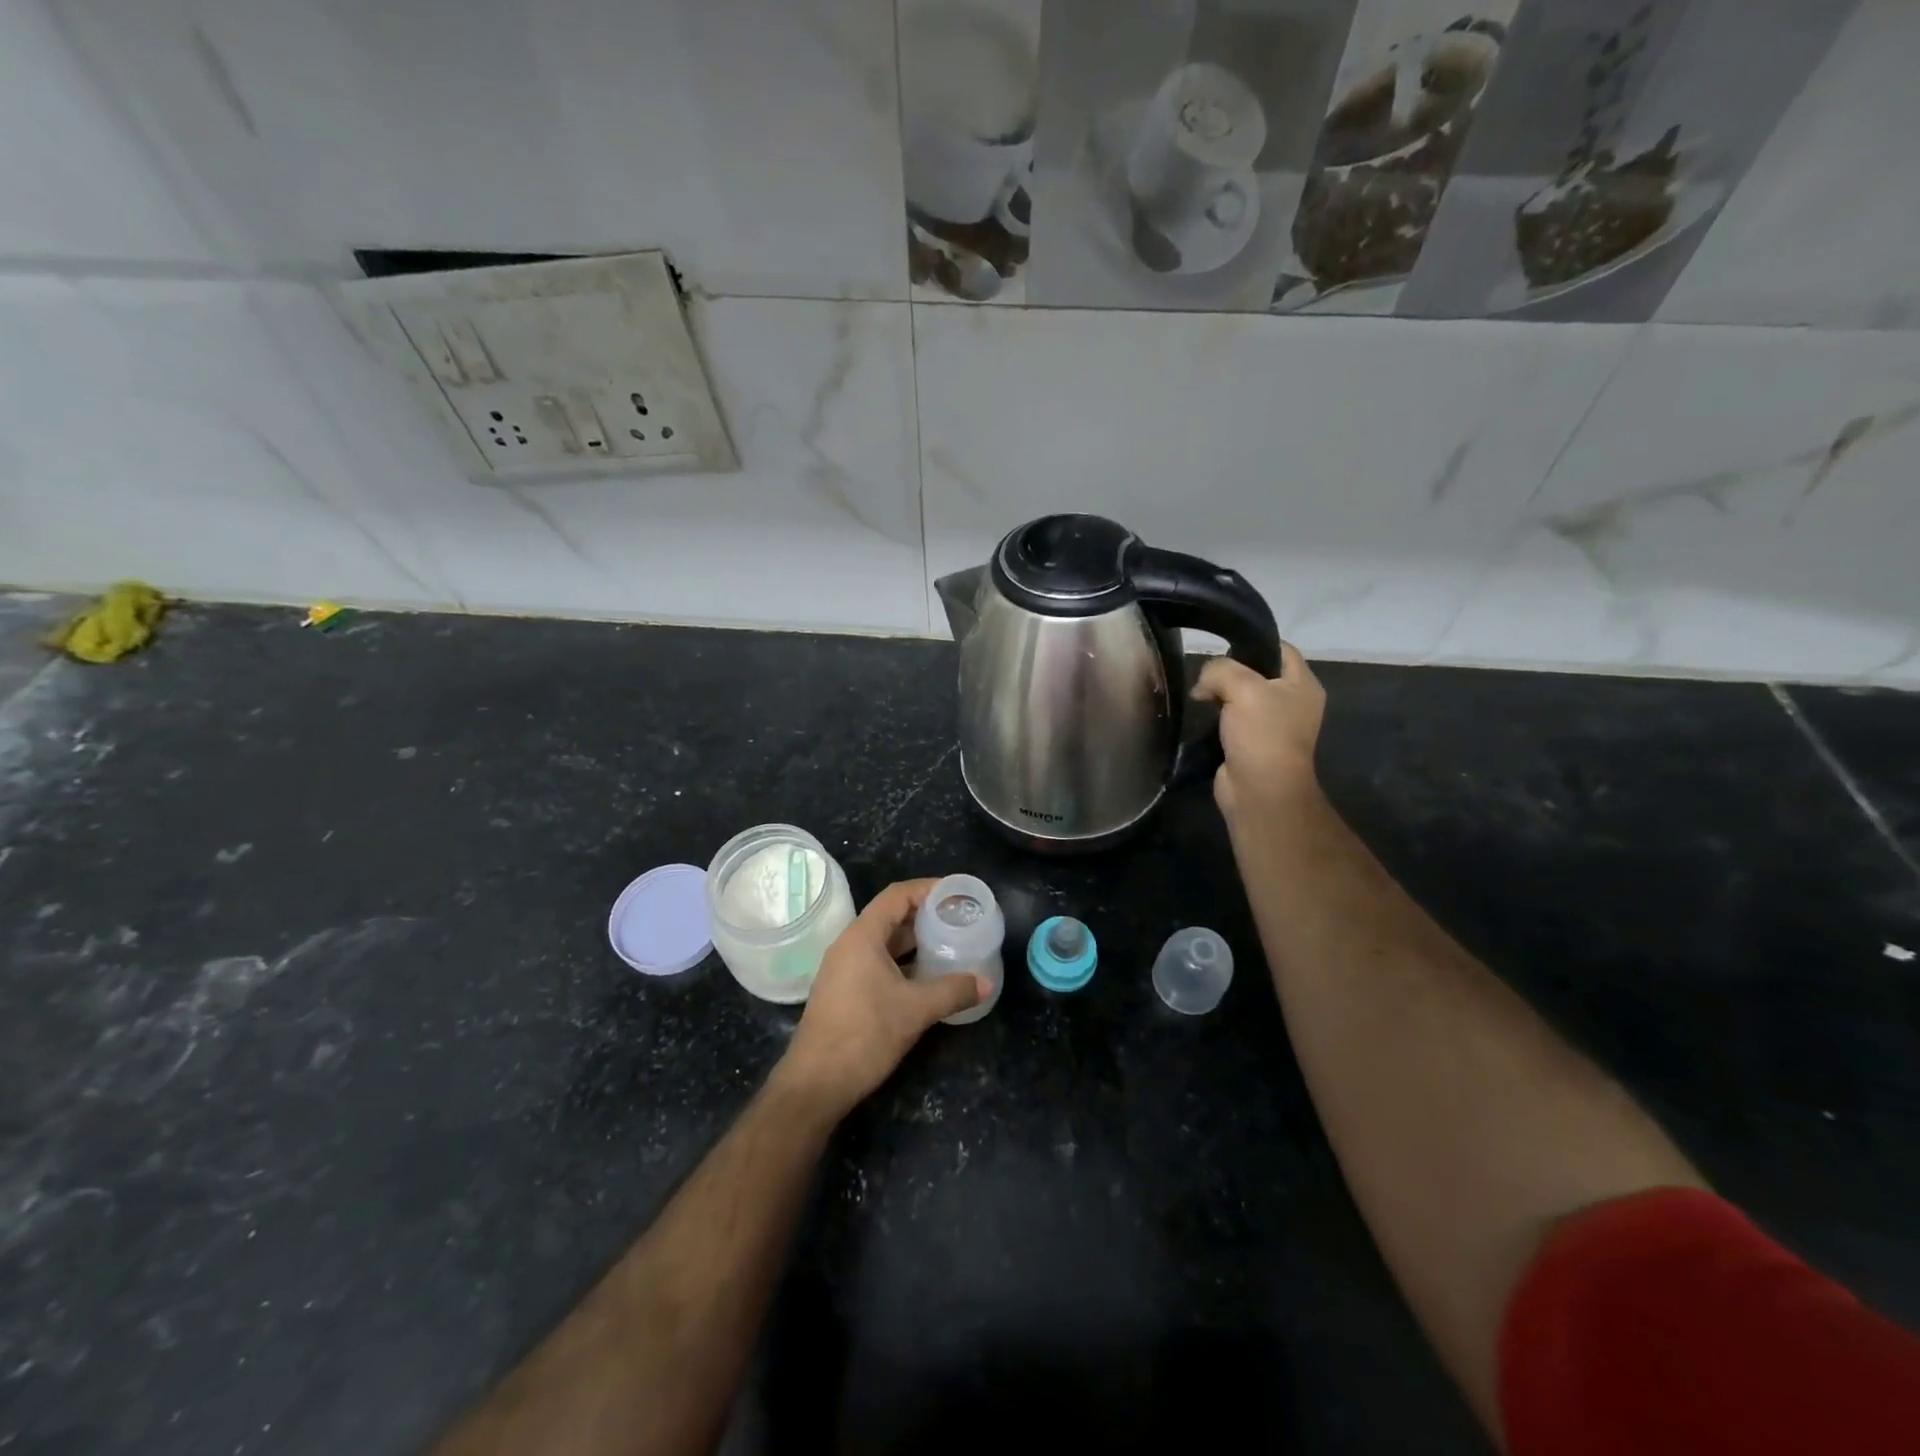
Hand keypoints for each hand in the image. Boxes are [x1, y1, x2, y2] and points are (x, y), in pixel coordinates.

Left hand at [772, 879, 986, 1120]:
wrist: (816, 1083)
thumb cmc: (864, 1035)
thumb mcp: (915, 1010)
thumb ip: (953, 991)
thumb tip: (987, 982)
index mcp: (862, 936)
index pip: (897, 895)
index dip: (928, 889)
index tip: (957, 894)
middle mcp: (849, 945)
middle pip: (890, 916)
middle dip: (925, 915)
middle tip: (959, 920)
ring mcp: (844, 969)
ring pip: (884, 942)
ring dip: (915, 941)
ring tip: (949, 944)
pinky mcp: (844, 991)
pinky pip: (877, 962)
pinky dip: (903, 962)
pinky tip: (927, 976)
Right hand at [1193, 641, 1325, 823]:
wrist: (1259, 790)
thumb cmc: (1261, 734)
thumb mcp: (1243, 687)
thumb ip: (1220, 669)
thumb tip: (1204, 683)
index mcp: (1303, 684)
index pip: (1280, 648)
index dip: (1252, 643)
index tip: (1222, 646)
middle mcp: (1291, 702)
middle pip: (1257, 672)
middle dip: (1229, 671)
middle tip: (1205, 675)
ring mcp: (1271, 724)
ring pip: (1241, 696)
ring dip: (1219, 694)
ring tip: (1199, 695)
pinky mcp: (1250, 743)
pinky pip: (1231, 719)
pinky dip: (1216, 716)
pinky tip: (1201, 715)